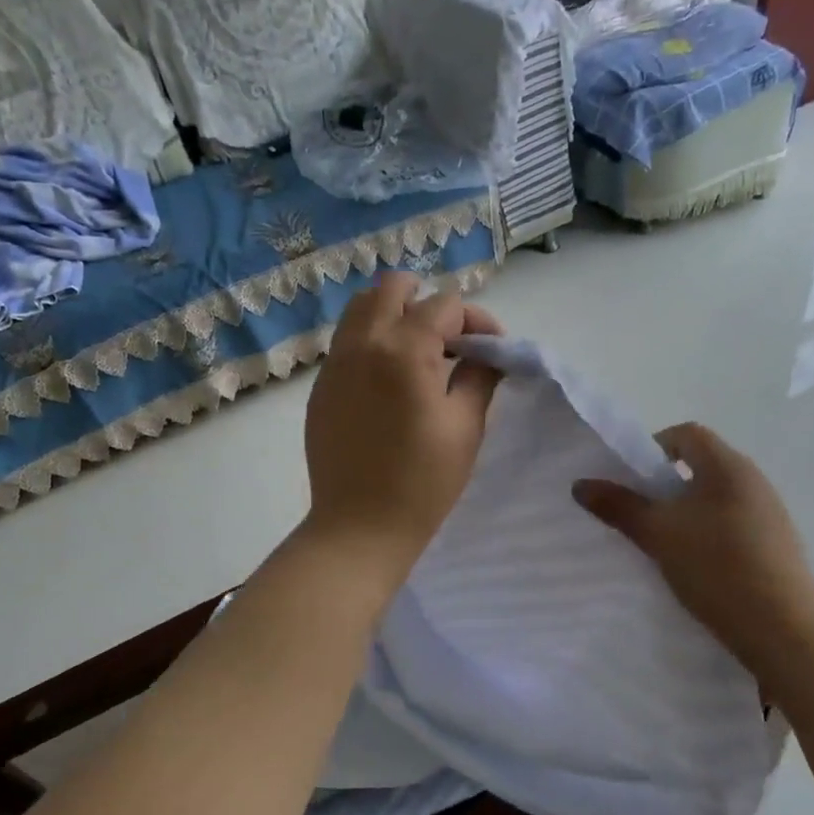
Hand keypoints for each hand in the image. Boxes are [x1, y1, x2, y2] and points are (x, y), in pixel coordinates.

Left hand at [303, 272, 502, 577]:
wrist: (360, 527)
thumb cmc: (423, 483)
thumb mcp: (466, 427)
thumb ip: (479, 376)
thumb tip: (487, 353)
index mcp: (403, 351)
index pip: (445, 305)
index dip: (477, 320)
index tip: (492, 350)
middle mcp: (363, 343)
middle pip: (393, 288)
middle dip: (429, 302)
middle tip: (452, 340)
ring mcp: (335, 363)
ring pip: (362, 308)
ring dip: (396, 314)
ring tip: (420, 352)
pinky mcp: (321, 385)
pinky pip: (347, 340)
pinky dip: (373, 340)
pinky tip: (391, 379)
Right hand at [574, 423, 813, 678]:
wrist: (782, 626)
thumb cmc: (716, 566)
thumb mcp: (657, 534)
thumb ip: (619, 506)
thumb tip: (580, 484)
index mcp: (727, 465)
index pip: (686, 433)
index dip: (653, 448)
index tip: (632, 481)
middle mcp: (753, 480)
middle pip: (701, 465)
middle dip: (666, 485)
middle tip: (641, 515)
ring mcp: (769, 513)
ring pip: (716, 498)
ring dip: (687, 513)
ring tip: (664, 545)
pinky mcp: (776, 545)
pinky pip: (733, 525)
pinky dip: (709, 535)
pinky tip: (697, 568)